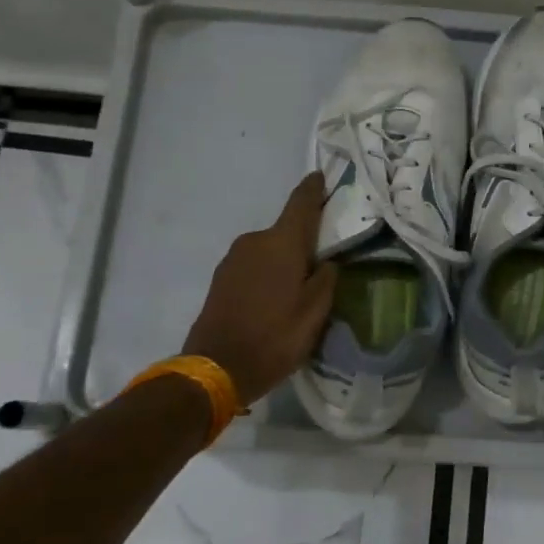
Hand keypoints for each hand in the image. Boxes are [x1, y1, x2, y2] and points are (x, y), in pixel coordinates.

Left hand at [183, 172, 338, 403]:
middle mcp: (254, 241)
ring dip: (284, 261)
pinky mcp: (221, 278)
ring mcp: (233, 259)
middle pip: (285, 231)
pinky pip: (253, 266)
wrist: (216, 368)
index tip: (321, 176)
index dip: (313, 189)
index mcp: (281, 243)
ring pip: (268, 250)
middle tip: (323, 261)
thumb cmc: (274, 337)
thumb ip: (326, 280)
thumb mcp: (315, 313)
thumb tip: (327, 262)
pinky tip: (275, 299)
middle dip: (303, 240)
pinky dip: (267, 274)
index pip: (301, 204)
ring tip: (299, 288)